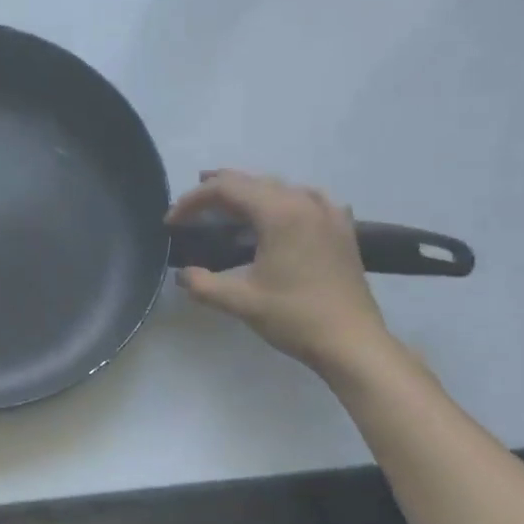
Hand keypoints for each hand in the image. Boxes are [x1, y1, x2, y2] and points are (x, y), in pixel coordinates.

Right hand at [168, 169, 396, 377]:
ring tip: (226, 202)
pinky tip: (281, 212)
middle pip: (253, 181)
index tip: (171, 221)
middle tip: (190, 206)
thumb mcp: (240, 302)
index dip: (193, 200)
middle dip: (217, 190)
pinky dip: (283, 200)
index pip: (227, 189)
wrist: (352, 342)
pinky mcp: (341, 229)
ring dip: (249, 191)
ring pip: (280, 187)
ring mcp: (328, 213)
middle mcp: (305, 202)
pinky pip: (307, 199)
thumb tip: (182, 275)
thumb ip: (203, 285)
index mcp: (279, 213)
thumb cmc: (295, 318)